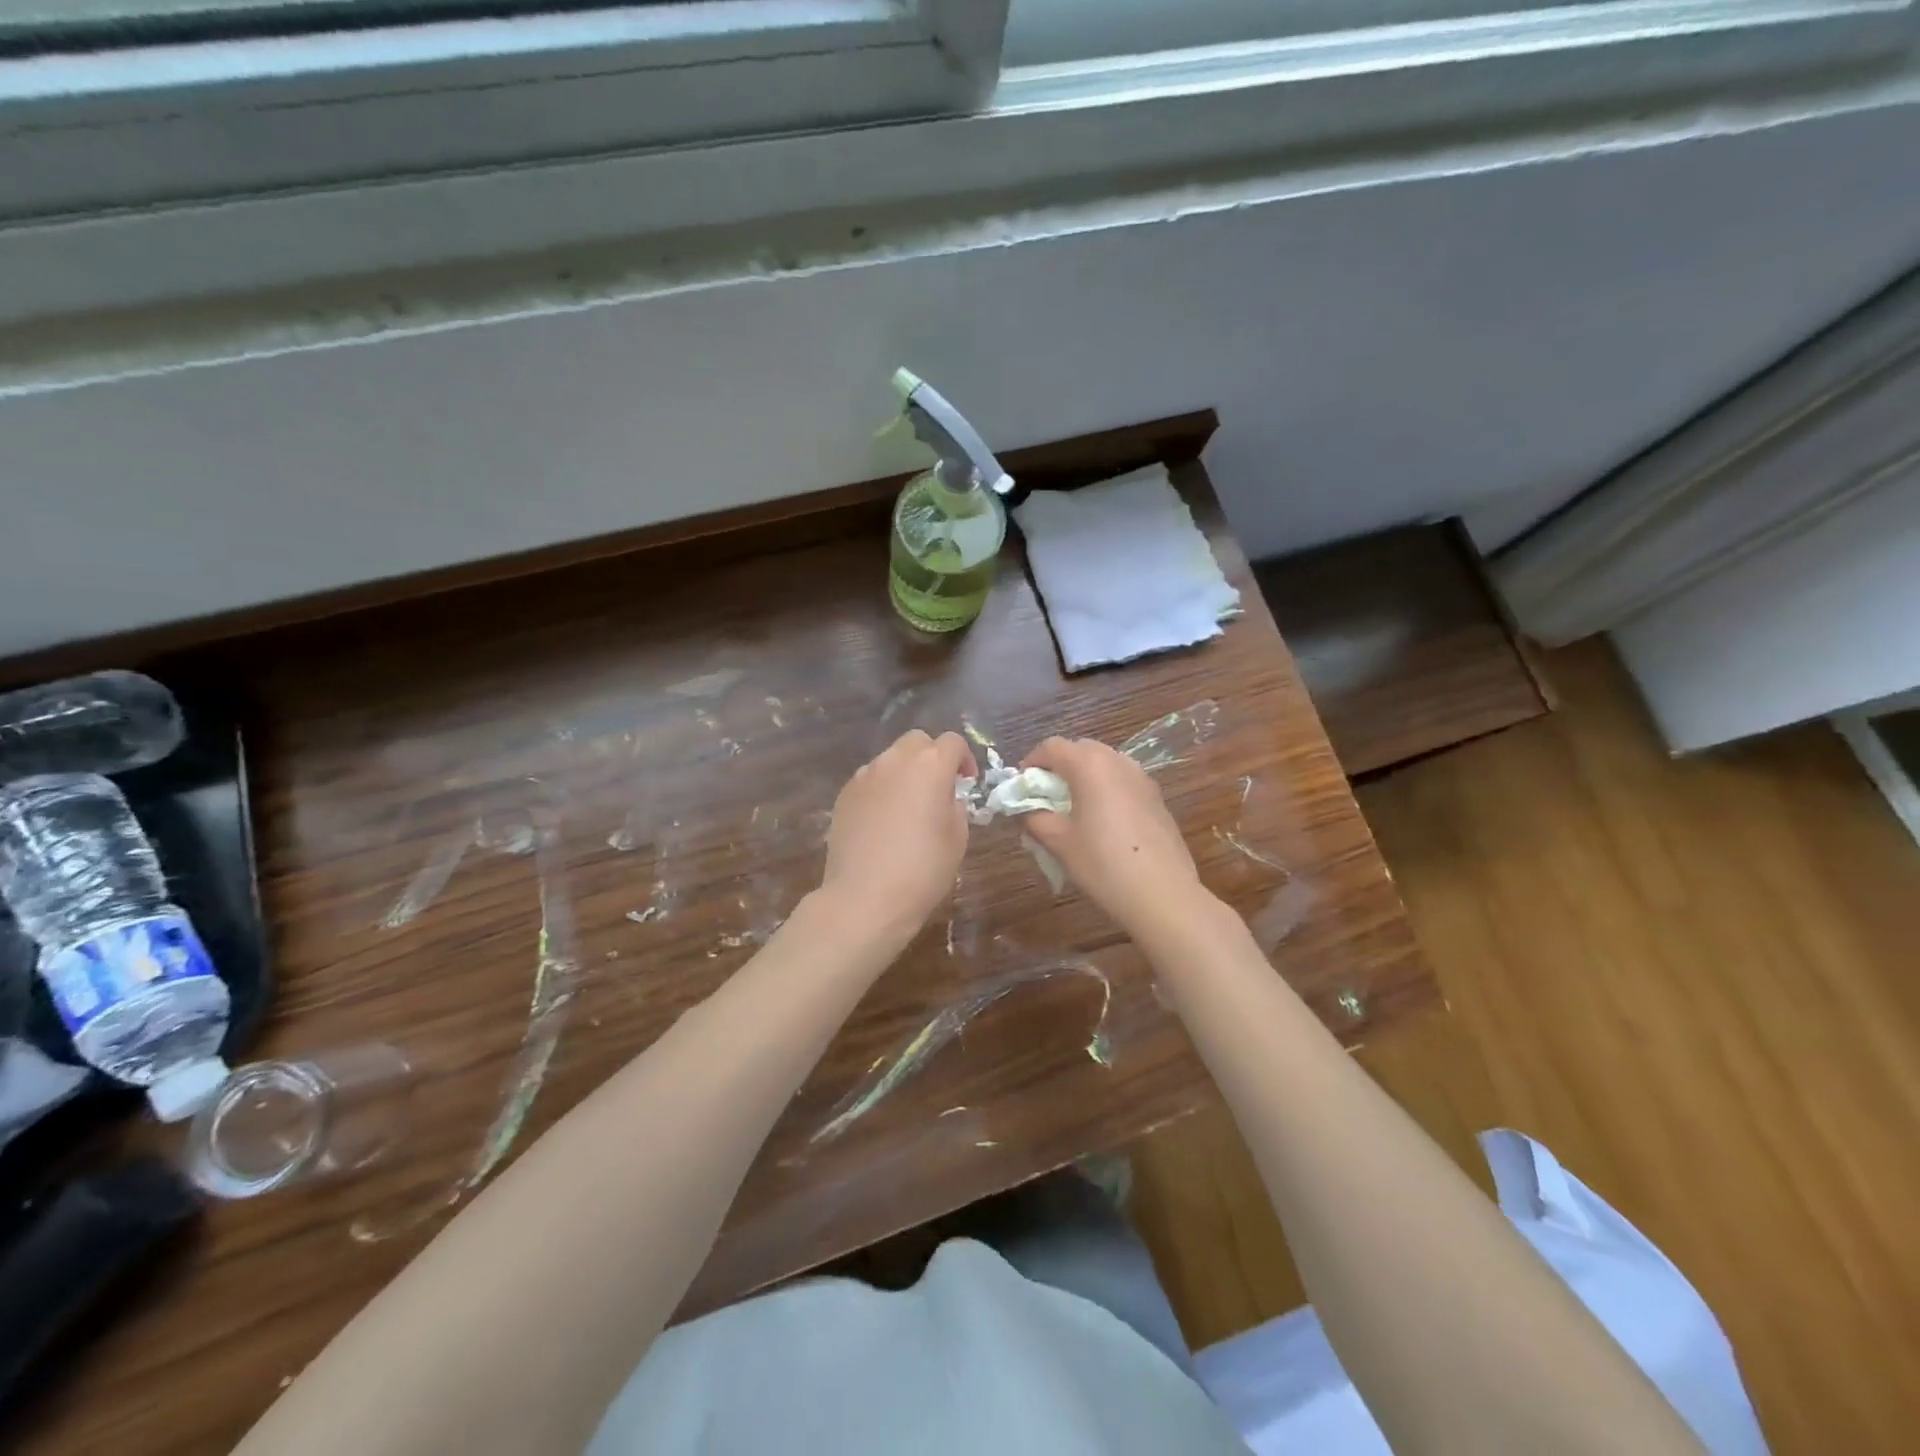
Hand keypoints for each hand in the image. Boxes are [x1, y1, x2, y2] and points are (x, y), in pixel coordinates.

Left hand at [819, 730, 974, 938]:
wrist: (865, 898)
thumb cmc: (922, 870)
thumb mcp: (957, 838)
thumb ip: (956, 806)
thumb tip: (945, 797)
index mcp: (930, 766)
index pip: (952, 742)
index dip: (964, 759)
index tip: (967, 782)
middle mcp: (895, 761)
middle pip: (917, 741)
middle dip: (932, 757)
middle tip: (939, 788)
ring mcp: (865, 776)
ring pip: (890, 759)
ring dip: (905, 772)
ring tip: (909, 806)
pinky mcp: (844, 794)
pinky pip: (870, 780)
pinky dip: (882, 789)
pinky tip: (884, 821)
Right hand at [1021, 737, 1209, 938]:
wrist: (1162, 894)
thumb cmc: (1103, 864)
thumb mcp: (1059, 842)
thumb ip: (1035, 817)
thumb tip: (1025, 809)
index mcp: (1089, 765)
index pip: (1051, 747)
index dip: (1031, 762)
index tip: (1022, 788)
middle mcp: (1117, 761)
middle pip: (1080, 749)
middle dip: (1058, 767)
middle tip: (1045, 797)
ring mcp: (1141, 777)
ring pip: (1104, 763)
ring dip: (1083, 776)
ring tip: (1074, 809)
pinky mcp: (1156, 796)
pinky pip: (1122, 780)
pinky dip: (1105, 788)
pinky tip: (1102, 821)